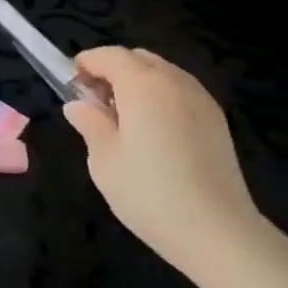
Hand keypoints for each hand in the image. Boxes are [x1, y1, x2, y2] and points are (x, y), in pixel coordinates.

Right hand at [61, 48, 285, 287]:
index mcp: (143, 86)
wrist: (217, 232)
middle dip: (112, 70)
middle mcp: (175, 83)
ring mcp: (201, 100)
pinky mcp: (217, 121)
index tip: (71, 85)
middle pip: (138, 59)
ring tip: (123, 119)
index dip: (86, 63)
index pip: (110, 55)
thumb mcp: (104, 160)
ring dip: (137, 83)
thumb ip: (90, 124)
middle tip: (94, 103)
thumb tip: (78, 105)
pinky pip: (181, 91)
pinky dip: (160, 97)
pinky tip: (152, 132)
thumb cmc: (149, 193)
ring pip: (162, 73)